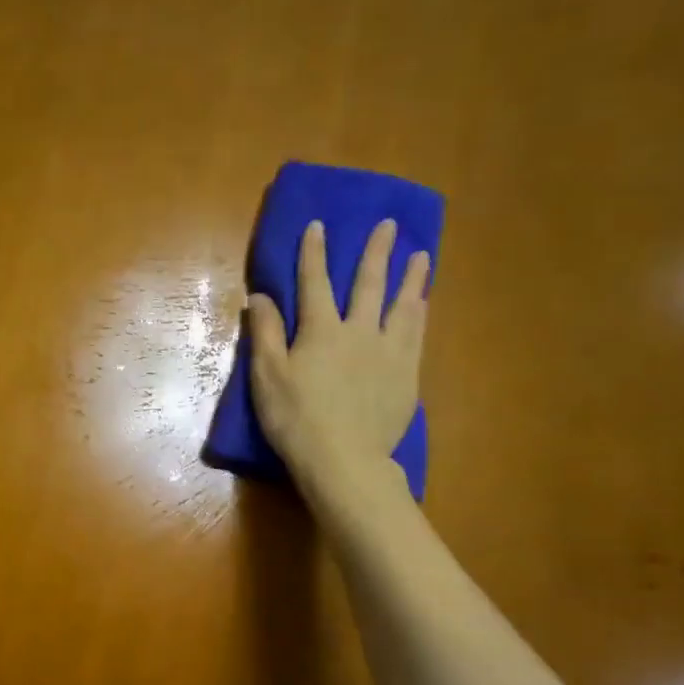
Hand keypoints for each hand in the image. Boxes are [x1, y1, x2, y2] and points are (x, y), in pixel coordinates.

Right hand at [246, 218, 430, 517]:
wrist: (343, 459)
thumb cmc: (295, 419)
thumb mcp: (267, 376)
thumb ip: (266, 333)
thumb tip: (260, 295)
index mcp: (321, 331)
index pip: (314, 282)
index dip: (313, 253)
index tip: (319, 225)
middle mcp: (359, 332)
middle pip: (369, 285)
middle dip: (377, 252)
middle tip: (390, 225)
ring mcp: (388, 354)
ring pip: (403, 306)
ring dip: (411, 279)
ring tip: (422, 257)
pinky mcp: (406, 377)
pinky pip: (416, 336)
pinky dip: (419, 315)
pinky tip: (423, 305)